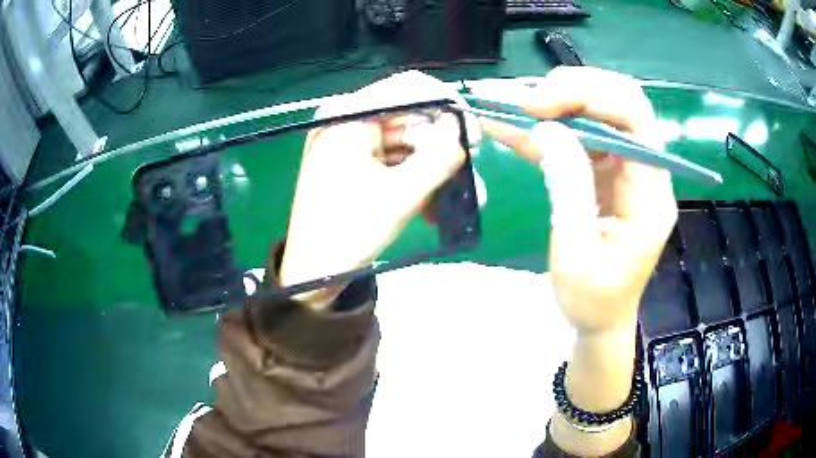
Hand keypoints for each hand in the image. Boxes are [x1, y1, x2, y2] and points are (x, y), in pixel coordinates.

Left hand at [280, 72, 468, 310]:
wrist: (312, 272)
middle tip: (470, 174)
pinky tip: (434, 209)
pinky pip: (395, 161)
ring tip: (460, 200)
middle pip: (411, 118)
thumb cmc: (348, 232)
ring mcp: (351, 142)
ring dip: (435, 170)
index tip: (473, 135)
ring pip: (408, 143)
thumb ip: (439, 158)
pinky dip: (416, 180)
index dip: (448, 106)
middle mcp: (348, 120)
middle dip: (444, 148)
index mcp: (349, 116)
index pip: (409, 88)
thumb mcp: (400, 196)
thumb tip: (462, 132)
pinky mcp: (355, 163)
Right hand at [481, 66, 677, 333]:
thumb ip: (567, 185)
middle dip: (571, 90)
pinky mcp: (607, 173)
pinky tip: (511, 128)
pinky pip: (579, 137)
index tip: (536, 105)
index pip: (634, 118)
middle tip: (524, 101)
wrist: (600, 321)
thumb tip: (547, 128)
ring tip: (507, 107)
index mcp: (650, 193)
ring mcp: (627, 169)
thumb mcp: (575, 251)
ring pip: (598, 113)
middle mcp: (645, 171)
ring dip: (553, 105)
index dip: (587, 96)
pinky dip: (546, 130)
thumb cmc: (592, 300)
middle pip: (620, 102)